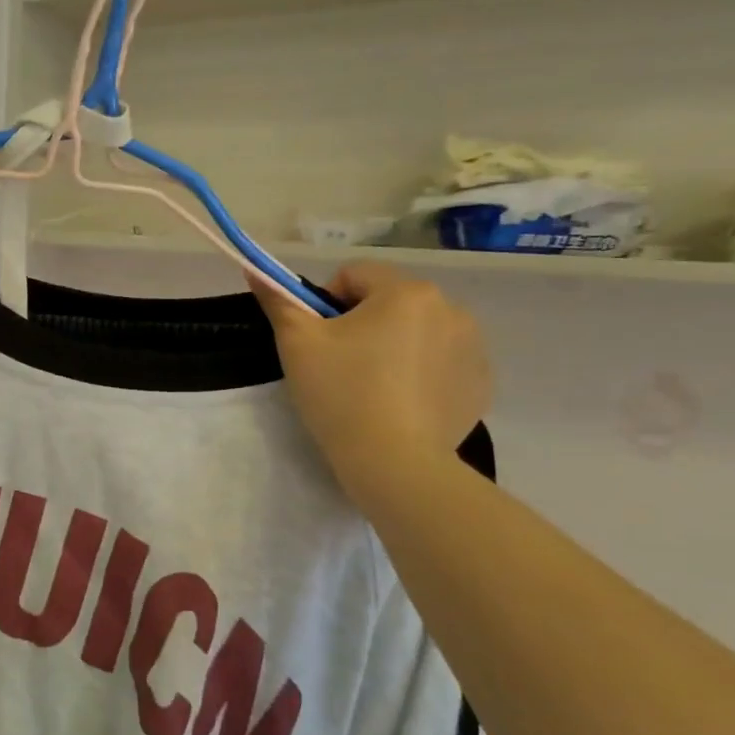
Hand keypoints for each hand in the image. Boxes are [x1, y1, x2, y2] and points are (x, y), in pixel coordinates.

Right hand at [252, 261, 492, 497]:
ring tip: (373, 388)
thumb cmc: (341, 394)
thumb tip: (255, 270)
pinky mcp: (479, 383)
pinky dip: (420, 374)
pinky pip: (441, 363)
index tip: (318, 341)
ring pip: (418, 331)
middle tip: (341, 366)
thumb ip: (278, 301)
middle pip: (389, 302)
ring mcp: (473, 347)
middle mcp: (450, 308)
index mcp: (406, 292)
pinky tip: (401, 404)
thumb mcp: (297, 344)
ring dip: (395, 346)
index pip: (355, 275)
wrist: (395, 464)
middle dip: (364, 324)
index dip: (326, 303)